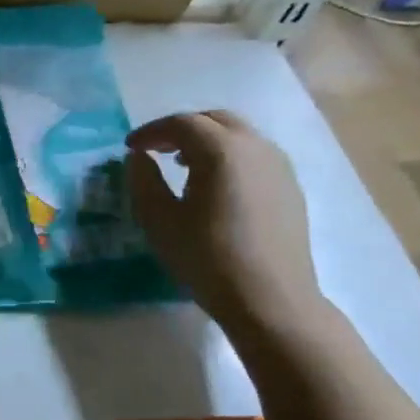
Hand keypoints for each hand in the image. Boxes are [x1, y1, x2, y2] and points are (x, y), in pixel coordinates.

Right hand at [126, 110, 323, 334]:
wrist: (270, 299)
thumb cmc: (207, 258)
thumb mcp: (159, 220)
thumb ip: (144, 180)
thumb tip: (140, 157)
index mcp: (221, 151)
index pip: (181, 124)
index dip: (151, 132)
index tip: (129, 147)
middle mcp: (255, 147)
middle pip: (214, 120)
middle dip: (180, 129)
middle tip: (154, 149)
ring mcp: (279, 166)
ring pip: (238, 135)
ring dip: (206, 141)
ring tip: (181, 165)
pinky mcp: (290, 187)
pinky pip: (254, 155)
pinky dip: (227, 156)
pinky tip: (213, 185)